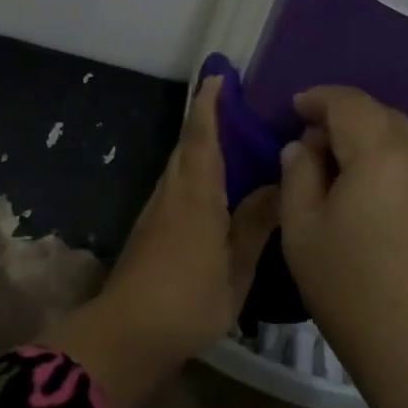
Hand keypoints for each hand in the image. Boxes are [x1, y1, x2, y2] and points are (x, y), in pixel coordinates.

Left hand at [44, 76, 277, 407]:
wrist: (128, 333)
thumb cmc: (188, 297)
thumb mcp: (236, 266)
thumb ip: (257, 222)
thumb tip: (280, 183)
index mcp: (195, 192)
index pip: (202, 135)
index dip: (210, 103)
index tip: (218, 74)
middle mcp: (172, 191)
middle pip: (188, 144)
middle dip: (206, 118)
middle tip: (238, 103)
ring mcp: (157, 209)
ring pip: (181, 164)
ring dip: (200, 144)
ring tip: (234, 139)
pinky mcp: (151, 228)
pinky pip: (178, 184)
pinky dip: (196, 170)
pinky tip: (216, 185)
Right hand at [277, 85, 407, 407]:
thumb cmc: (354, 291)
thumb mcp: (303, 232)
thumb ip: (298, 176)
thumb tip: (303, 148)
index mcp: (381, 153)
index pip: (348, 102)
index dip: (318, 98)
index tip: (294, 108)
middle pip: (381, 115)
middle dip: (344, 118)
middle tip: (311, 145)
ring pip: (403, 140)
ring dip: (369, 141)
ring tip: (339, 172)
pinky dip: (390, 164)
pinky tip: (372, 198)